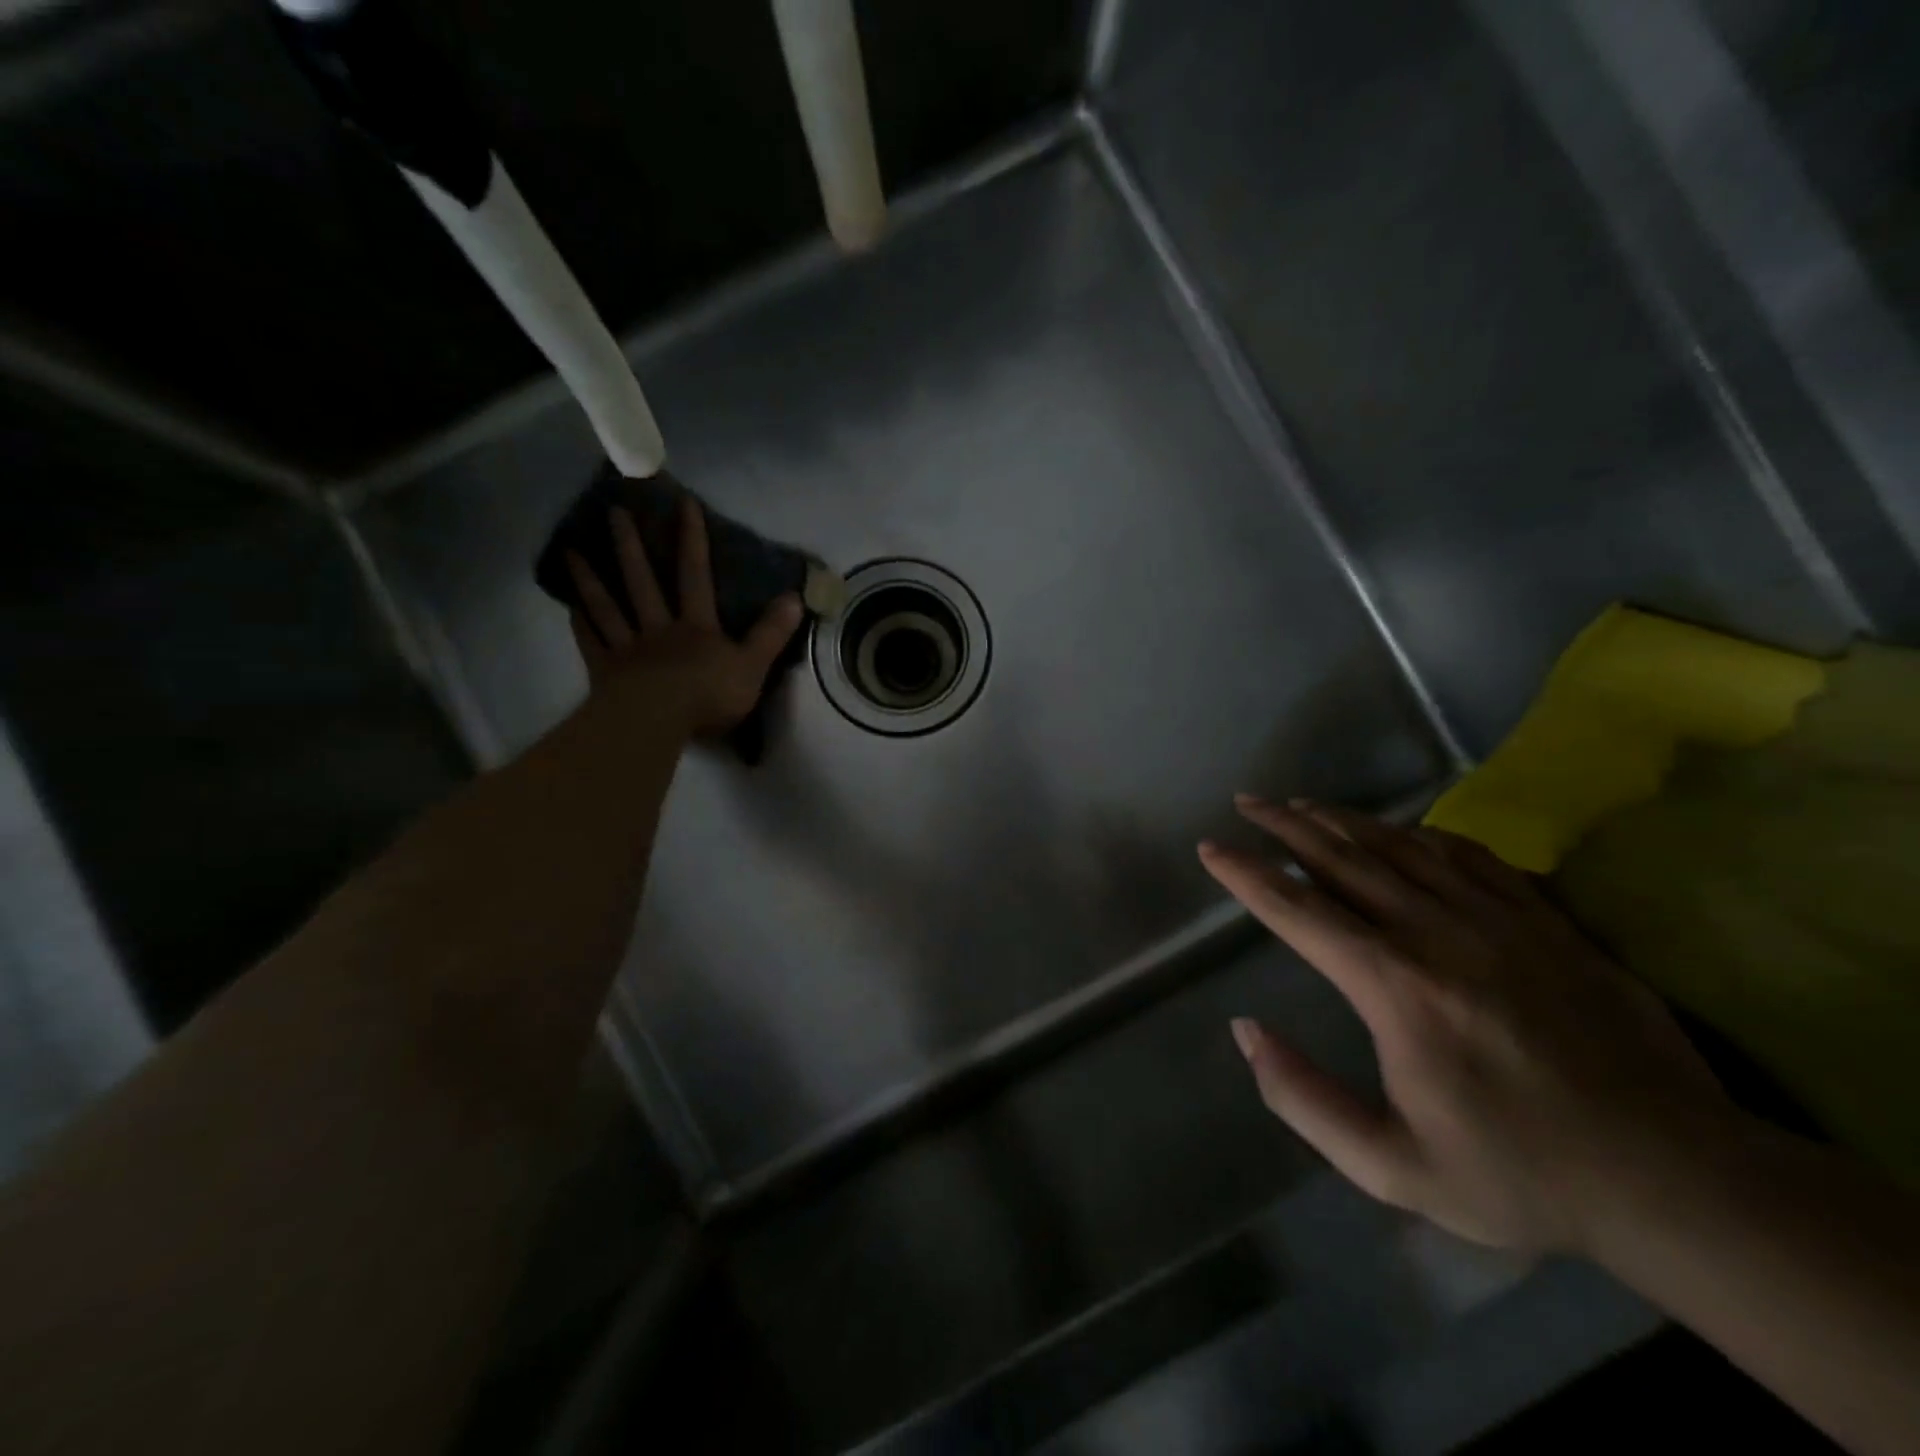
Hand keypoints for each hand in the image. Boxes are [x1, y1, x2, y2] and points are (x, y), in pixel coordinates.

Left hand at [565, 497, 803, 735]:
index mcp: (696, 627)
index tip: (684, 504)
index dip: (692, 541)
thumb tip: (795, 597)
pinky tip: (569, 608)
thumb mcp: (752, 665)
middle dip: (631, 547)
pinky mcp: (606, 672)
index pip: (695, 577)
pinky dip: (580, 625)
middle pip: (643, 582)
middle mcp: (659, 628)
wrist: (658, 721)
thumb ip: (771, 633)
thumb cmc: (708, 695)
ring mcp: (628, 649)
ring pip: (608, 607)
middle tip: (615, 511)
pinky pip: (591, 643)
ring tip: (572, 551)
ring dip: (590, 579)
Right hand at [1200, 798, 1734, 1253]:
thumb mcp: (1391, 1167)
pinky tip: (1402, 828)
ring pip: (1399, 846)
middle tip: (1248, 802)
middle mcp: (1435, 933)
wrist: (1672, 1177)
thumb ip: (1303, 1098)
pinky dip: (1422, 833)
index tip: (1211, 848)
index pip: (1297, 910)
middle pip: (1342, 858)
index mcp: (1393, 987)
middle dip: (1285, 825)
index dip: (1246, 874)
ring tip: (1303, 802)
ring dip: (1342, 819)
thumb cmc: (1518, 1173)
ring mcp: (1495, 918)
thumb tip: (1245, 1031)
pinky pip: (1468, 855)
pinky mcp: (1544, 919)